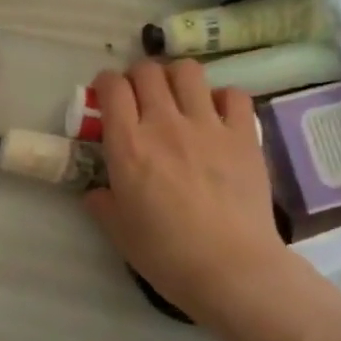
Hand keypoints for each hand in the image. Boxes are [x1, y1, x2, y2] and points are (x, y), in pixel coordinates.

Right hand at [83, 62, 295, 332]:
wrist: (231, 269)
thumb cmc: (167, 255)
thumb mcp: (118, 231)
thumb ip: (102, 203)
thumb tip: (96, 191)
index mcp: (128, 145)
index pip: (112, 88)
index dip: (105, 83)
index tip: (106, 95)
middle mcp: (165, 124)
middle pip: (147, 71)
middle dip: (138, 76)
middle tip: (140, 96)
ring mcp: (207, 125)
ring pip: (188, 71)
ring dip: (177, 77)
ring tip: (178, 96)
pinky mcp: (243, 135)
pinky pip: (233, 95)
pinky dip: (222, 98)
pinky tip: (218, 115)